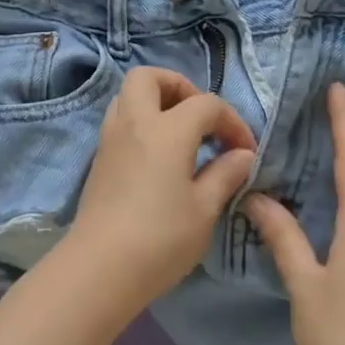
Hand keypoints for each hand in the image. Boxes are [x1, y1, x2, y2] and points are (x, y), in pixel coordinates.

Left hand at [62, 67, 257, 314]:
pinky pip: (119, 120)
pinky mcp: (99, 158)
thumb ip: (225, 175)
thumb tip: (242, 155)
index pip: (205, 104)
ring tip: (179, 134)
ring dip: (155, 101)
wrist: (100, 268)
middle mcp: (134, 122)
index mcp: (166, 130)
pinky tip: (157, 156)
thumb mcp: (204, 210)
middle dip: (178, 87)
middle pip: (149, 77)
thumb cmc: (160, 238)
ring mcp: (111, 138)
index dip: (231, 121)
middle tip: (199, 118)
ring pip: (128, 95)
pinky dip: (140, 123)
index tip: (245, 150)